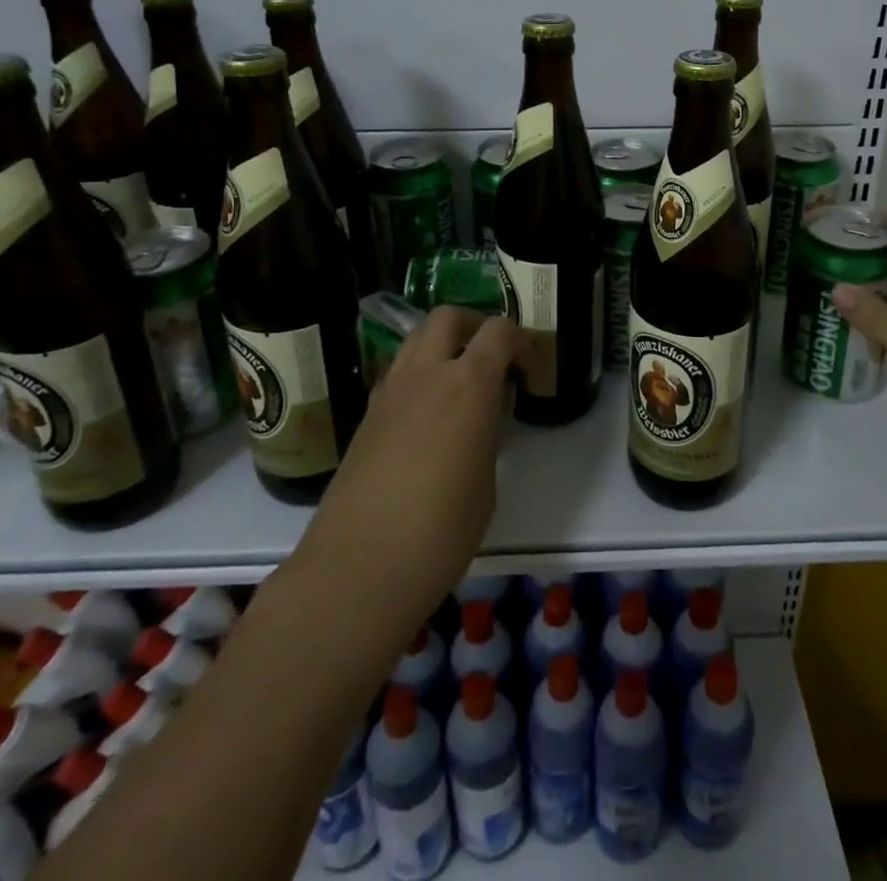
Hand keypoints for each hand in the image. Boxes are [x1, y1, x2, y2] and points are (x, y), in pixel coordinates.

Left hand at [294, 307, 520, 640]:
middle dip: (475, 324)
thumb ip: (487, 438)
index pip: (498, 330)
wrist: (357, 569)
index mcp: (468, 385)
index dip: (521, 339)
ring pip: (416, 338)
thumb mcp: (486, 485)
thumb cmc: (440, 533)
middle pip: (448, 316)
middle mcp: (426, 374)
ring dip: (442, 345)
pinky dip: (417, 374)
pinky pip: (397, 372)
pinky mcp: (366, 416)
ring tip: (459, 382)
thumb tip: (480, 422)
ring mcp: (389, 392)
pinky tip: (427, 413)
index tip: (530, 368)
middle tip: (492, 357)